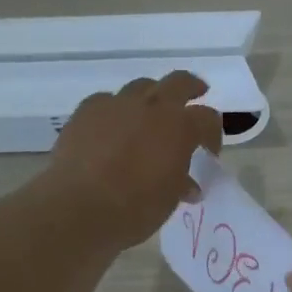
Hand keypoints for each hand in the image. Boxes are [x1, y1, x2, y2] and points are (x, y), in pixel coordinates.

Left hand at [42, 72, 223, 247]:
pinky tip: (111, 129)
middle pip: (179, 82)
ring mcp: (116, 104)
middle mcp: (151, 106)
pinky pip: (107, 101)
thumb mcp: (168, 201)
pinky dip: (115, 112)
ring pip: (141, 87)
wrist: (78, 208)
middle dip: (191, 88)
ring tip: (149, 116)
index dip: (213, 134)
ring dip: (151, 98)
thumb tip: (188, 185)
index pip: (208, 119)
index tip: (209, 152)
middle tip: (196, 95)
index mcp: (179, 127)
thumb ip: (181, 184)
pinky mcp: (86, 111)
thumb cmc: (134, 209)